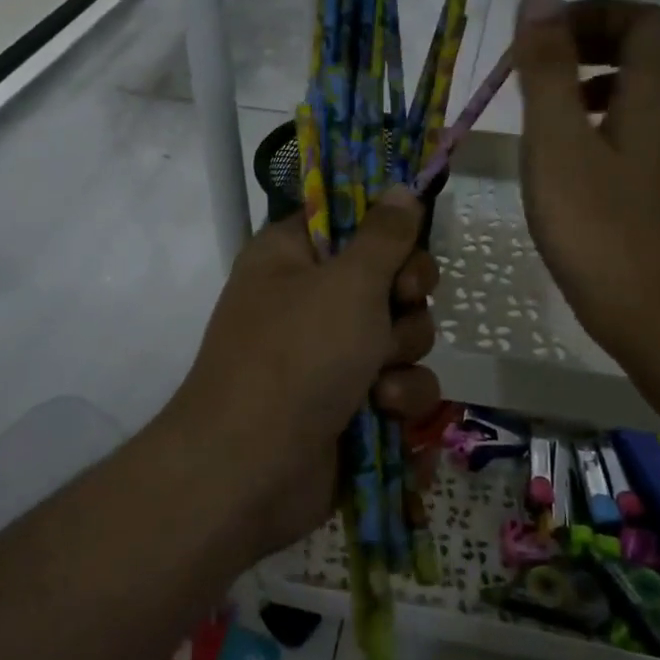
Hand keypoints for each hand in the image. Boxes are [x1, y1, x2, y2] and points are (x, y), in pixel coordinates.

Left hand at [173, 188, 440, 556]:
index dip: (387, 230)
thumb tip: (402, 189)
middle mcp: (310, 301)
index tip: (408, 244)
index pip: (350, 220)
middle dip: (405, 303)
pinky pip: (400, 387)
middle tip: (398, 308)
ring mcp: (330, 356)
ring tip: (378, 383)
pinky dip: (400, 401)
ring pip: (402, 337)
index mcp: (292, 257)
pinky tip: (385, 415)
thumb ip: (384, 236)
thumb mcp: (347, 284)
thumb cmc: (295, 358)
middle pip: (389, 280)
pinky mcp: (350, 405)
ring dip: (403, 359)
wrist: (250, 470)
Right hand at [510, 0, 659, 389]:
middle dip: (592, 41)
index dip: (593, 12)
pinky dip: (600, 118)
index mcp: (654, 94)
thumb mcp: (556, 142)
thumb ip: (547, 69)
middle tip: (541, 62)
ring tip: (547, 105)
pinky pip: (637, 127)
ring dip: (595, 79)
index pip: (641, 19)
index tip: (542, 35)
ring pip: (642, 91)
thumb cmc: (597, 228)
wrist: (654, 316)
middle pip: (648, 49)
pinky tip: (566, 155)